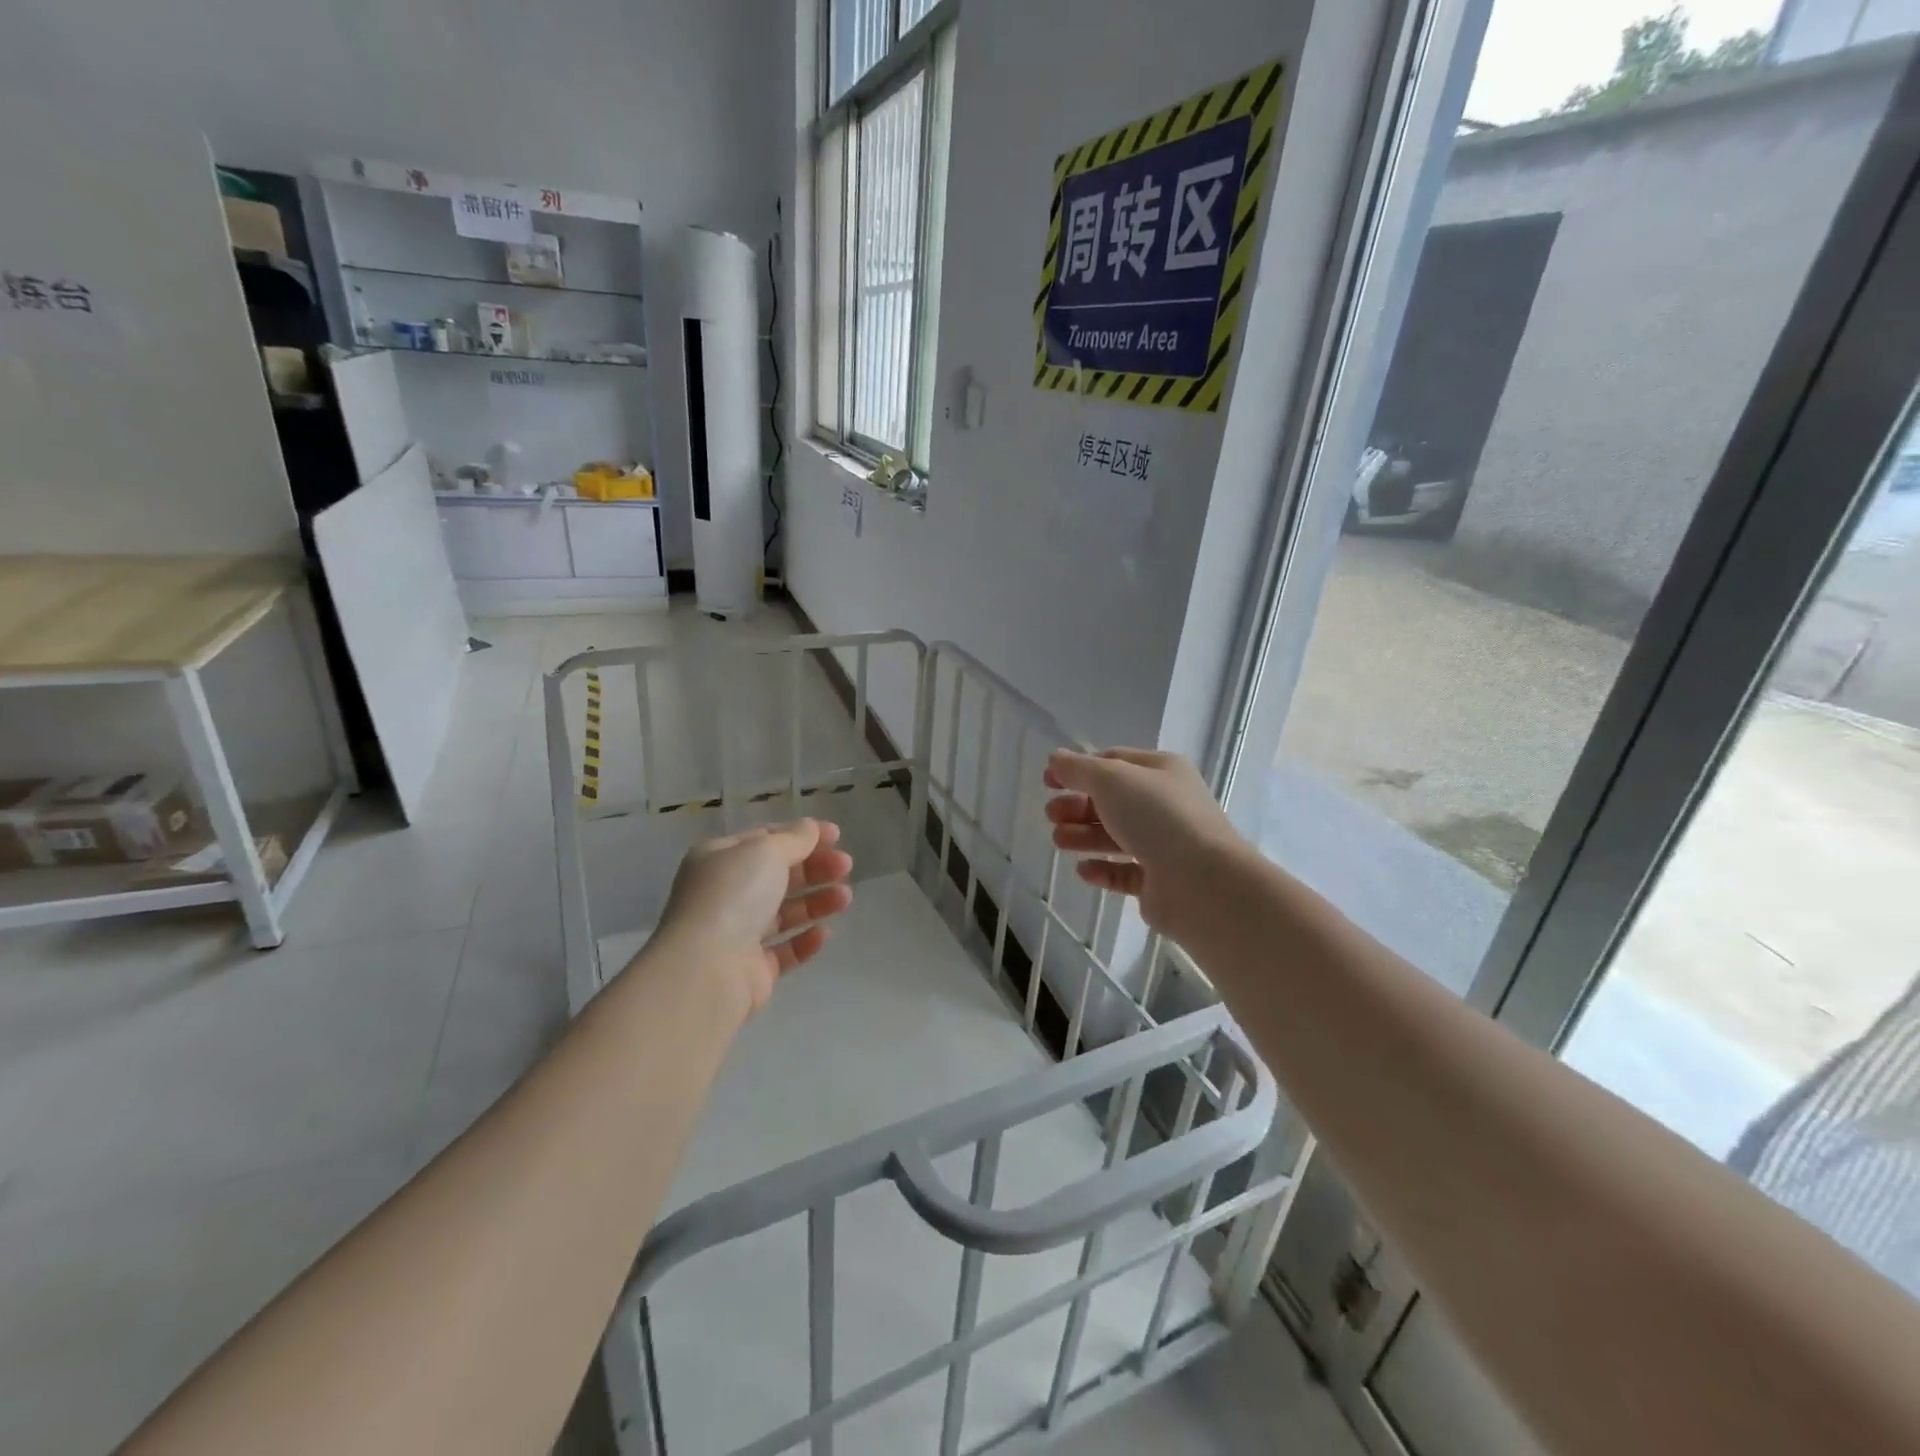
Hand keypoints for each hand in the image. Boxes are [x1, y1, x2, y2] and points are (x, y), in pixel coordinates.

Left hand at [649, 820, 853, 1019]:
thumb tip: (810, 828)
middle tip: (846, 866)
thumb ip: (794, 839)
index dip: (801, 835)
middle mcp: (725, 894)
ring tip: (845, 897)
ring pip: (784, 912)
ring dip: (816, 901)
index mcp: (719, 859)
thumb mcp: (765, 852)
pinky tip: (824, 933)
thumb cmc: (733, 896)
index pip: (764, 840)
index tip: (837, 836)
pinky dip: (805, 940)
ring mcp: (737, 934)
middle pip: (778, 876)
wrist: (707, 968)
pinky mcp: (751, 969)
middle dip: (814, 868)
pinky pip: (784, 950)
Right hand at [1044, 749, 1247, 940]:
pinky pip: (1125, 872)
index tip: (1048, 781)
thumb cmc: (1157, 817)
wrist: (1202, 882)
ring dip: (1084, 836)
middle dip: (1078, 806)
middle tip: (1050, 815)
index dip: (1079, 769)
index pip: (1114, 762)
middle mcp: (1166, 805)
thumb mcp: (1112, 780)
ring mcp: (1165, 845)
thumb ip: (1079, 769)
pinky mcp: (1160, 882)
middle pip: (1112, 801)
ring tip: (1058, 841)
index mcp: (1162, 771)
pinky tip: (1083, 871)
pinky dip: (1103, 869)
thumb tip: (1056, 758)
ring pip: (1116, 836)